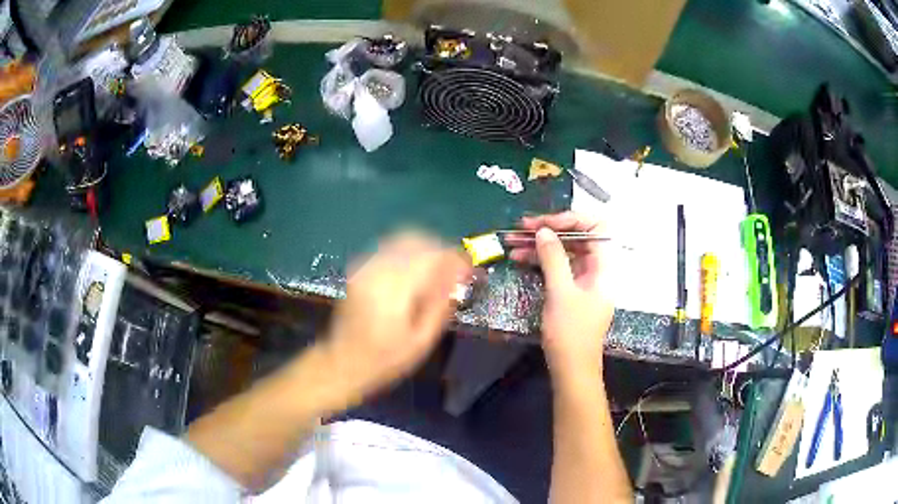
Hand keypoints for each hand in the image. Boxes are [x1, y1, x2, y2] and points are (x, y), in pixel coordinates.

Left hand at [319, 232, 471, 407]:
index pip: (431, 257)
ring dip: (426, 248)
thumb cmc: (386, 359)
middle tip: (456, 269)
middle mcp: (377, 270)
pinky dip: (409, 251)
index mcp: (394, 289)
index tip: (470, 268)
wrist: (343, 362)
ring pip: (402, 239)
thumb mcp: (422, 340)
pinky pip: (389, 247)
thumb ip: (441, 304)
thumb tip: (460, 276)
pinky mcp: (359, 268)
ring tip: (439, 268)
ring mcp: (365, 266)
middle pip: (417, 240)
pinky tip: (417, 270)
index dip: (455, 258)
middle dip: (441, 249)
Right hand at [509, 212, 613, 382]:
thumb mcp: (561, 293)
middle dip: (550, 229)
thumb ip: (553, 258)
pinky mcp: (571, 290)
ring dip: (540, 244)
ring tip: (512, 241)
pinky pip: (558, 266)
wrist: (572, 369)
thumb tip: (543, 230)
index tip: (546, 223)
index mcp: (604, 266)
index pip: (597, 227)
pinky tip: (519, 258)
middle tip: (522, 227)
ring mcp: (584, 279)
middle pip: (578, 236)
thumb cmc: (571, 333)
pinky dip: (540, 260)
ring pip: (564, 251)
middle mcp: (597, 268)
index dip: (573, 219)